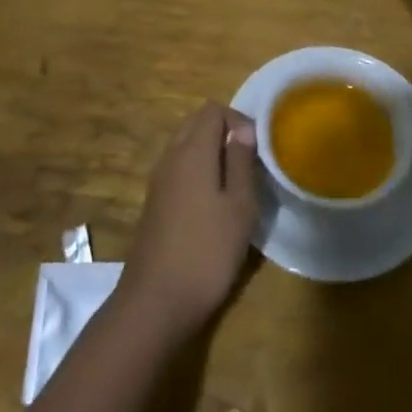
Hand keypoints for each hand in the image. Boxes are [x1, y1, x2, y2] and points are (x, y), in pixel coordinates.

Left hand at [118, 103, 258, 341]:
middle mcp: (171, 156)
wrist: (155, 302)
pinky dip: (197, 171)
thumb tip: (243, 128)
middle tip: (248, 163)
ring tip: (235, 184)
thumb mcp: (239, 207)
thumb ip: (241, 162)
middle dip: (224, 133)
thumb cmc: (206, 252)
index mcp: (192, 151)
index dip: (238, 120)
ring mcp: (158, 180)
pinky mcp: (154, 202)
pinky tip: (213, 204)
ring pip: (186, 145)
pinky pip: (178, 168)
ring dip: (210, 152)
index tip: (257, 149)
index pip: (213, 110)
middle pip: (196, 123)